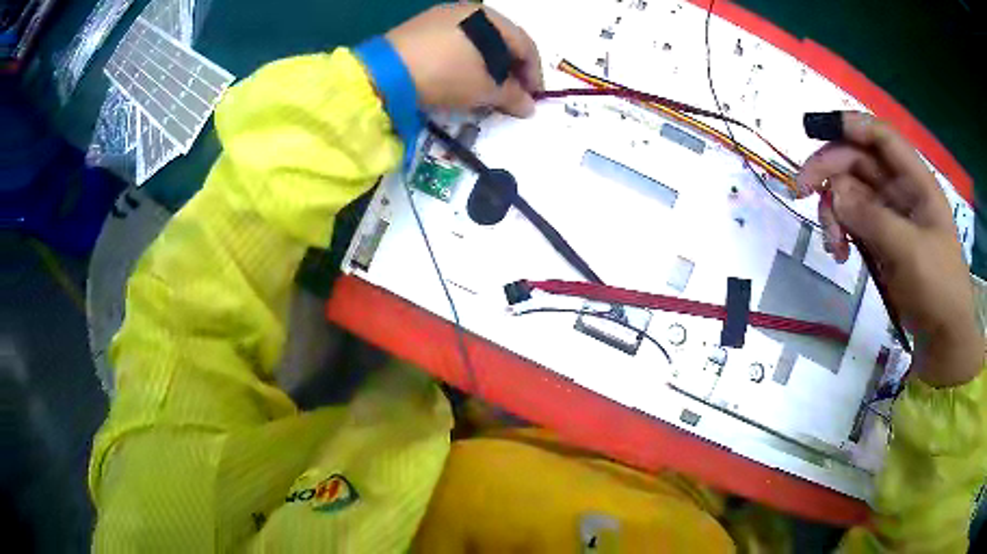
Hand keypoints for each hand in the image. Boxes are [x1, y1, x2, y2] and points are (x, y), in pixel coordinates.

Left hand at [385, 2, 542, 116]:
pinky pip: (455, 40)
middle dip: (511, 68)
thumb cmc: (446, 74)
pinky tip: (460, 74)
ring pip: (478, 39)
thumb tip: (528, 106)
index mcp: (491, 19)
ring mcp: (443, 15)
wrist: (386, 71)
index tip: (533, 98)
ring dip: (488, 63)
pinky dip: (465, 58)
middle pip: (502, 39)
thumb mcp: (483, 89)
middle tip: (511, 93)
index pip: (526, 45)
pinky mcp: (421, 25)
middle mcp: (470, 9)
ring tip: (486, 86)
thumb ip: (511, 96)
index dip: (534, 73)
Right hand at [797, 112, 981, 386]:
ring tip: (833, 247)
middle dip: (829, 172)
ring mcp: (890, 215)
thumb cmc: (938, 288)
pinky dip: (841, 233)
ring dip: (833, 211)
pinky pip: (853, 222)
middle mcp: (901, 190)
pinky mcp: (881, 240)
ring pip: (850, 193)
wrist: (943, 338)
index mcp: (916, 181)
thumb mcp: (909, 252)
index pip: (880, 137)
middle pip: (858, 161)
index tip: (813, 132)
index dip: (849, 125)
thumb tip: (833, 191)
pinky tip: (840, 255)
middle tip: (800, 192)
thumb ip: (873, 218)